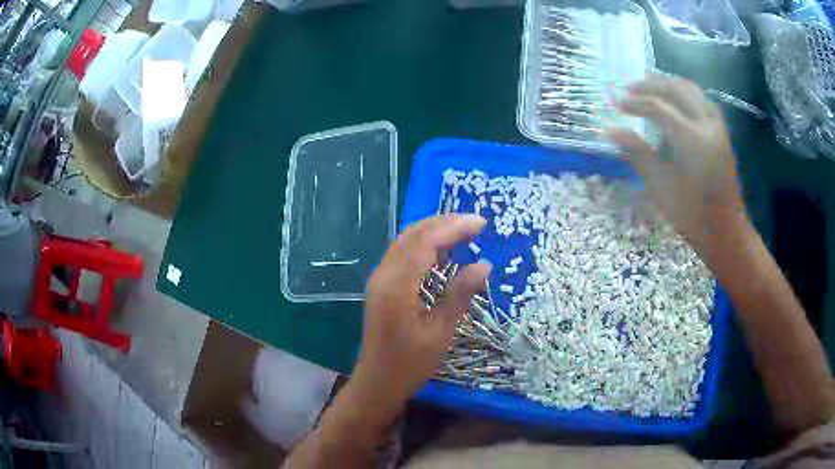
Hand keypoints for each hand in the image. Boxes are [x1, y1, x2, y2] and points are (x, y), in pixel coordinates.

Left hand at [347, 214, 491, 428]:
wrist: (377, 383)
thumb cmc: (410, 364)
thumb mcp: (440, 332)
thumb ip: (459, 295)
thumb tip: (484, 264)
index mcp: (397, 286)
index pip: (425, 243)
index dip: (453, 228)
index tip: (481, 224)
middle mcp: (383, 275)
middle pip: (412, 235)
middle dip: (444, 223)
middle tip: (474, 223)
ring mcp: (379, 280)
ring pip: (405, 241)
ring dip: (433, 230)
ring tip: (462, 229)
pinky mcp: (380, 286)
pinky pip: (401, 254)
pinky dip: (422, 244)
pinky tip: (440, 250)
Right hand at [606, 74, 749, 257]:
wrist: (725, 230)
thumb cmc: (692, 214)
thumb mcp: (661, 186)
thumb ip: (637, 152)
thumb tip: (609, 131)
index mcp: (693, 140)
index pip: (658, 108)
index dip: (634, 103)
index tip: (614, 102)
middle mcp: (707, 124)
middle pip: (675, 89)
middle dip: (649, 85)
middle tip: (628, 89)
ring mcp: (717, 125)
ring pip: (690, 89)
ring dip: (667, 83)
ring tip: (647, 86)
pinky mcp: (721, 130)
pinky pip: (701, 99)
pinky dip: (684, 92)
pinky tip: (673, 99)